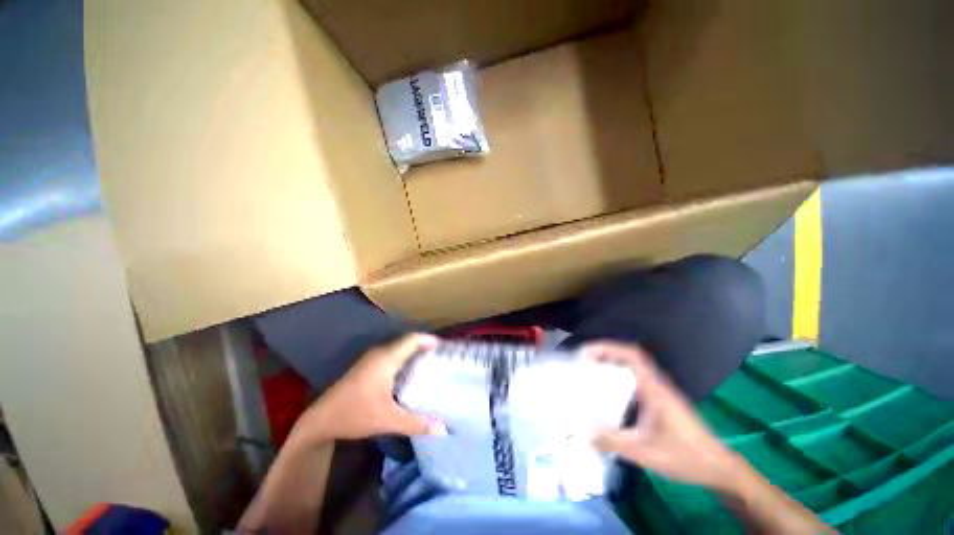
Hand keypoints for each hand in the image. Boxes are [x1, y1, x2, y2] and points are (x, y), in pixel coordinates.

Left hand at [289, 333, 446, 445]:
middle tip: (441, 357)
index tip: (445, 348)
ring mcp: (371, 357)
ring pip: (399, 348)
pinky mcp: (367, 365)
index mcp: (386, 359)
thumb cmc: (355, 415)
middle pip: (408, 342)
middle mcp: (380, 352)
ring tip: (431, 363)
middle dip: (425, 346)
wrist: (320, 420)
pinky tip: (411, 372)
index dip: (430, 340)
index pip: (413, 339)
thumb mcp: (388, 420)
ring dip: (414, 352)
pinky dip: (405, 358)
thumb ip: (417, 423)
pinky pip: (392, 354)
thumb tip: (444, 429)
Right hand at [586, 341, 743, 490]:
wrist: (719, 467)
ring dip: (614, 361)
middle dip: (607, 352)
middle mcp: (658, 384)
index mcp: (655, 389)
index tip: (587, 352)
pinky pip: (638, 377)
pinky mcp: (663, 400)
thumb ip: (614, 443)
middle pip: (632, 356)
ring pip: (635, 366)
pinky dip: (622, 374)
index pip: (632, 356)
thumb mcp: (645, 453)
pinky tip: (612, 389)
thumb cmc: (685, 457)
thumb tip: (584, 434)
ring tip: (593, 369)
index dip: (609, 348)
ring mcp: (662, 391)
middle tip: (585, 359)